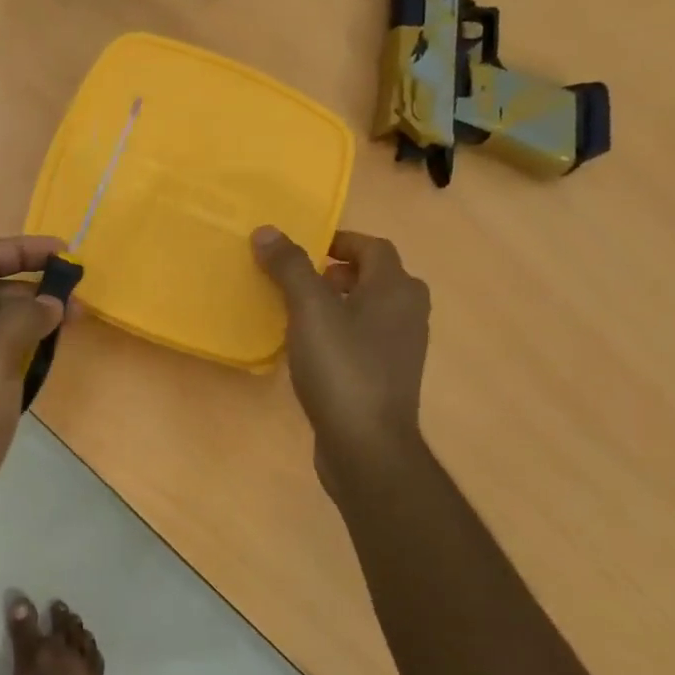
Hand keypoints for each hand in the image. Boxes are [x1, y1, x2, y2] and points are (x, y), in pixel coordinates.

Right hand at [253, 226, 430, 501]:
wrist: (366, 444)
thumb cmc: (342, 368)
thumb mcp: (310, 311)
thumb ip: (290, 268)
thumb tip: (267, 230)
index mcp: (396, 289)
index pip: (373, 247)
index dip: (340, 241)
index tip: (303, 248)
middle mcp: (408, 313)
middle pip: (376, 277)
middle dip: (338, 272)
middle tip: (300, 278)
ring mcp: (401, 348)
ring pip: (370, 310)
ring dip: (338, 302)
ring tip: (299, 311)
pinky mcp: (387, 377)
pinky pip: (364, 339)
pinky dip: (341, 332)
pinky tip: (311, 349)